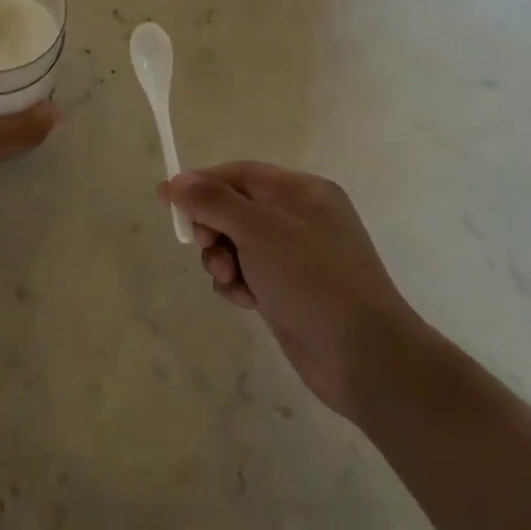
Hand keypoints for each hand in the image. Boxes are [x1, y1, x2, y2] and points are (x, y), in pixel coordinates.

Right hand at [160, 163, 416, 416]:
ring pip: (238, 244)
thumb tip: (175, 180)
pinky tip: (246, 301)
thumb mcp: (258, 230)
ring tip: (232, 281)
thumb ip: (213, 201)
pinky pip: (250, 273)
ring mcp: (297, 255)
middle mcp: (300, 216)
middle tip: (209, 248)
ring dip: (224, 260)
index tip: (166, 202)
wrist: (364, 356)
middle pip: (235, 208)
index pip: (239, 173)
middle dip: (214, 228)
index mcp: (301, 191)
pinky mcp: (291, 289)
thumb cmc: (311, 280)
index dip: (200, 184)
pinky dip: (240, 283)